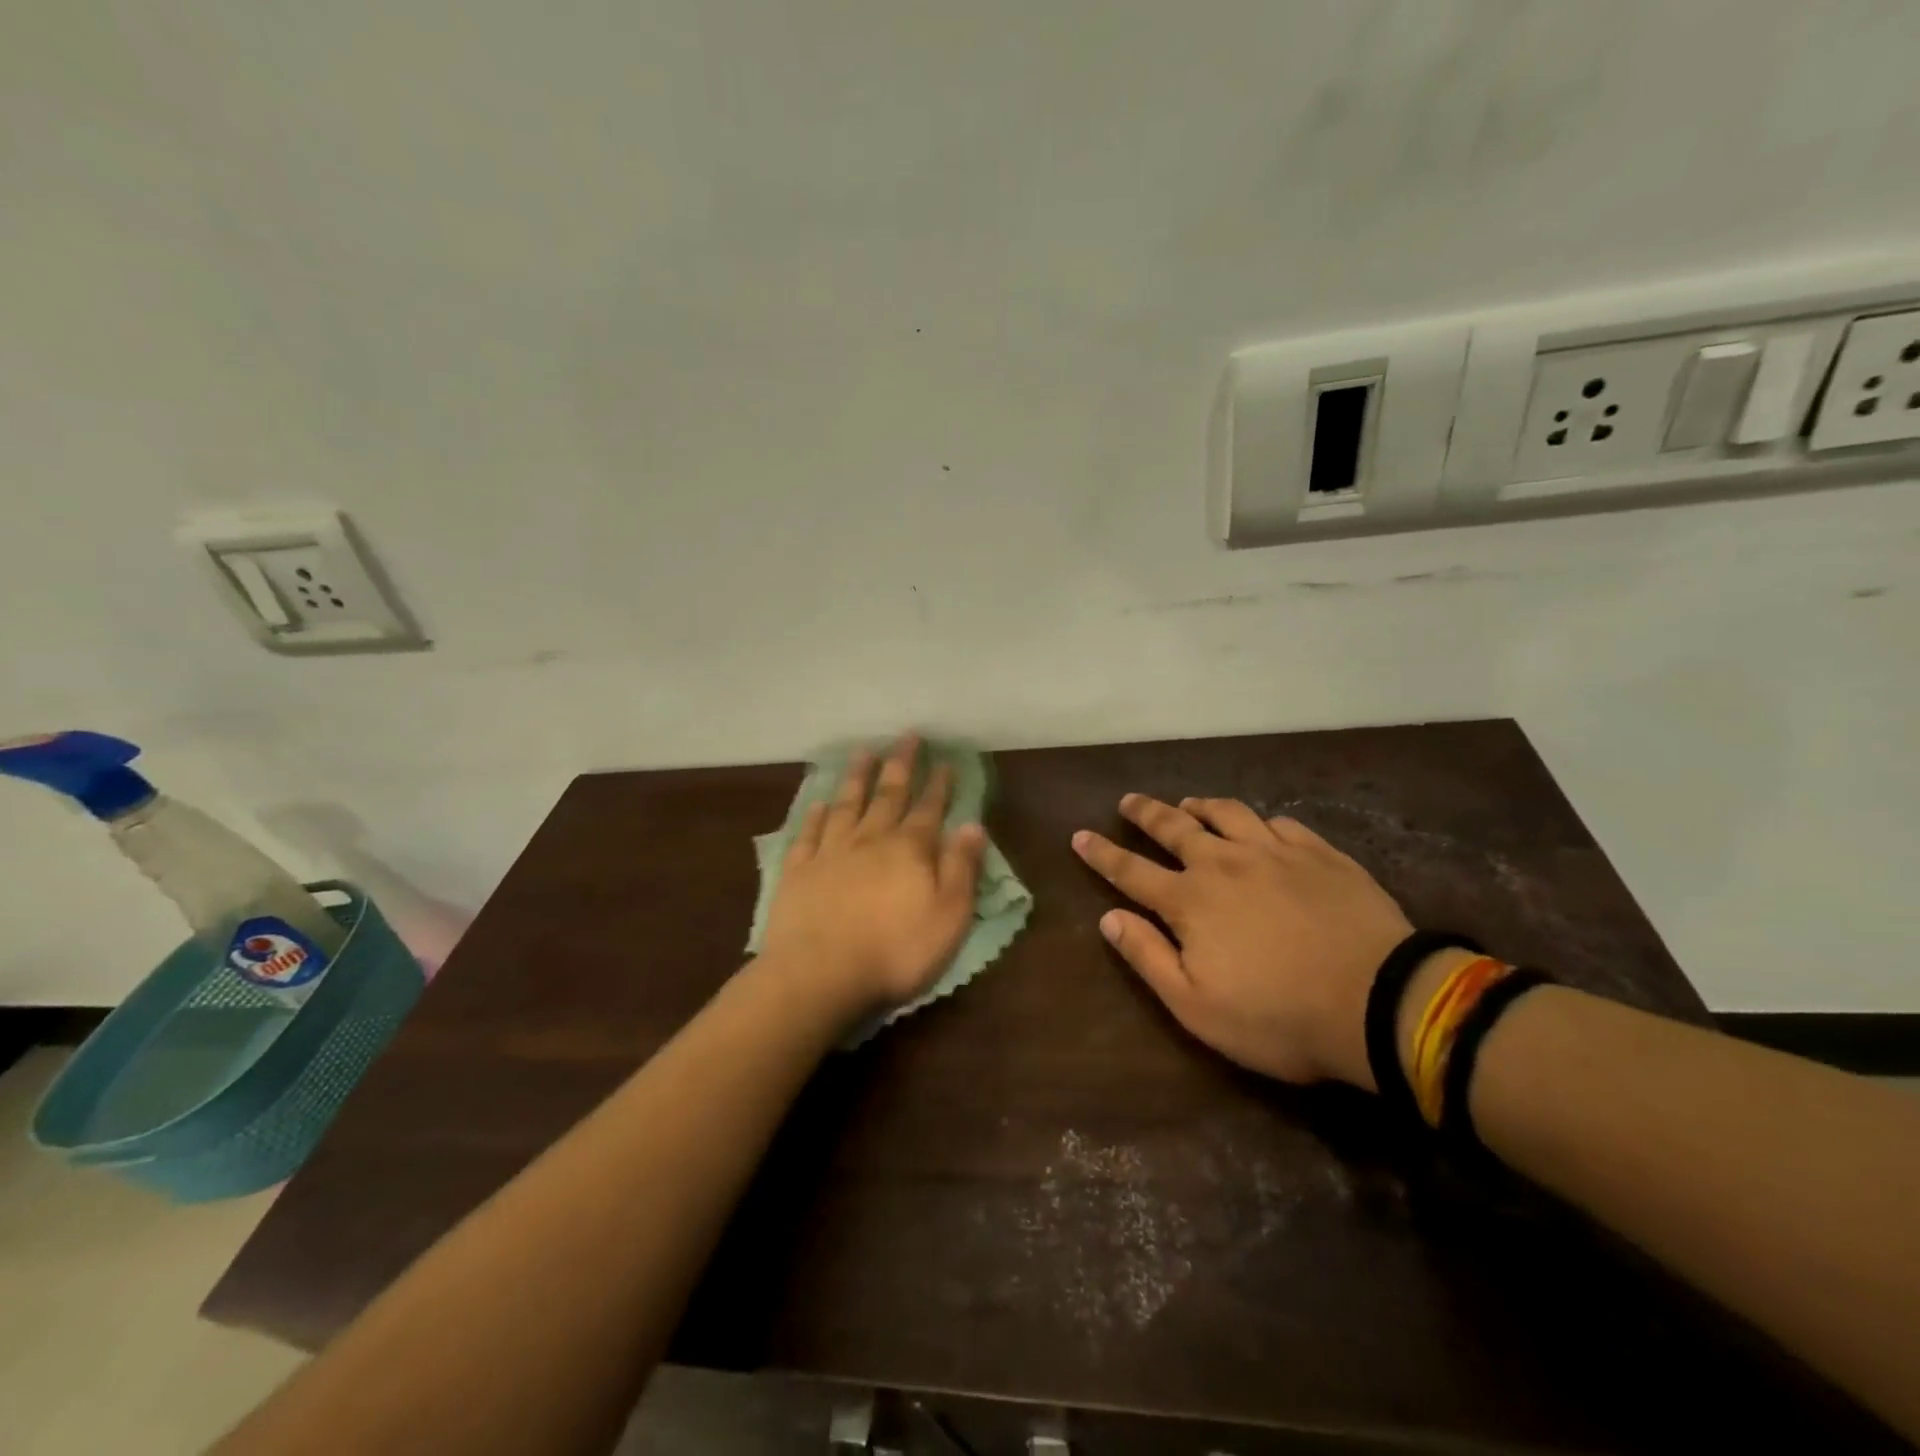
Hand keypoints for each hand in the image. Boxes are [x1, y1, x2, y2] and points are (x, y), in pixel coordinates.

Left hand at [760, 735, 986, 1017]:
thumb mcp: (948, 916)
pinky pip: (809, 834)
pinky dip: (815, 815)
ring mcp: (830, 853)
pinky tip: (819, 802)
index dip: (939, 785)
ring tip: (864, 752)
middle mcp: (870, 840)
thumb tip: (973, 825)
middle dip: (901, 765)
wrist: (819, 975)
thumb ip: (961, 868)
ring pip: (847, 805)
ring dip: (857, 778)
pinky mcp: (798, 872)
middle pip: (888, 795)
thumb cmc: (894, 952)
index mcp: (909, 850)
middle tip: (907, 737)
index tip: (945, 760)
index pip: (929, 809)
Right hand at [1072, 794, 1412, 1088]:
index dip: (1101, 853)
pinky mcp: (1320, 855)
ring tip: (1189, 804)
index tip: (1079, 835)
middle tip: (1128, 801)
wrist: (1378, 1002)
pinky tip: (1260, 826)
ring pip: (1228, 815)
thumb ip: (1148, 957)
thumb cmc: (1277, 1016)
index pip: (1131, 871)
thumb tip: (1109, 918)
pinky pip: (1281, 824)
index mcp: (1190, 901)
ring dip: (1201, 807)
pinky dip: (1260, 822)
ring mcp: (1275, 853)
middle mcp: (1225, 864)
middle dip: (1146, 813)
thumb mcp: (1196, 1005)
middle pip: (1175, 828)